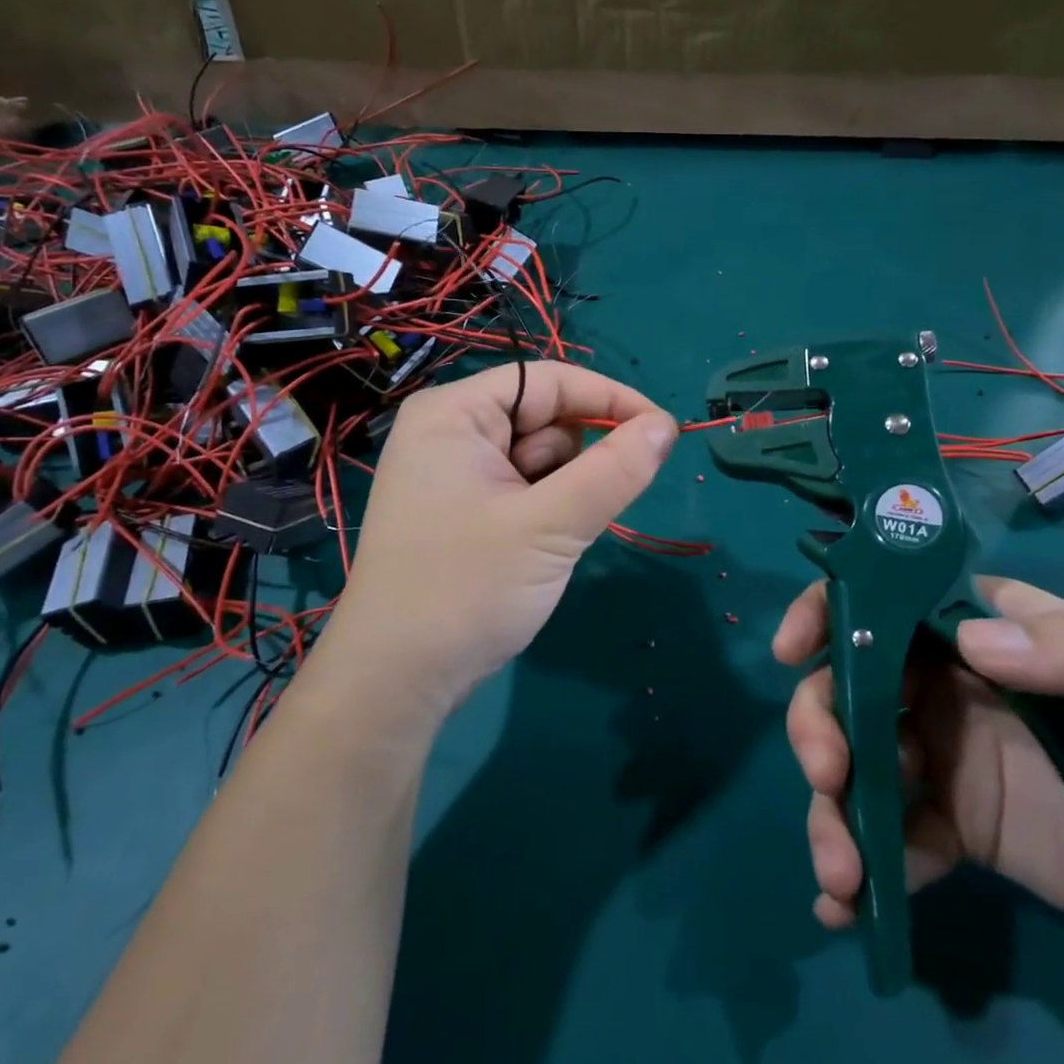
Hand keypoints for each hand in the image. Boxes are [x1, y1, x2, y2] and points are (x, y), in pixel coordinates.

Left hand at [303, 362, 676, 725]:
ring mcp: (454, 473)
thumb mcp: (550, 527)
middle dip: (575, 462)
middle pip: (544, 418)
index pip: (548, 381)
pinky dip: (546, 512)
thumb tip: (667, 427)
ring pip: (541, 458)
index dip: (610, 399)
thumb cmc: (465, 590)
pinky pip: (525, 489)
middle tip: (569, 516)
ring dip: (562, 493)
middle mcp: (450, 432)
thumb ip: (613, 471)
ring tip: (541, 542)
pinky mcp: (463, 510)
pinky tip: (531, 552)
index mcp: (454, 414)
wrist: (396, 682)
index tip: (664, 431)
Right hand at [776, 576, 1063, 932]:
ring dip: (829, 810)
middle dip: (817, 724)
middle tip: (827, 776)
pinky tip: (847, 910)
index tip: (796, 651)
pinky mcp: (947, 825)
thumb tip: (971, 642)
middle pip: (846, 684)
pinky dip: (859, 869)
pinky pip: (886, 839)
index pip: (885, 598)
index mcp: (980, 632)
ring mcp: (939, 755)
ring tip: (841, 872)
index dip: (827, 611)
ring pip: (852, 763)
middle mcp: (943, 684)